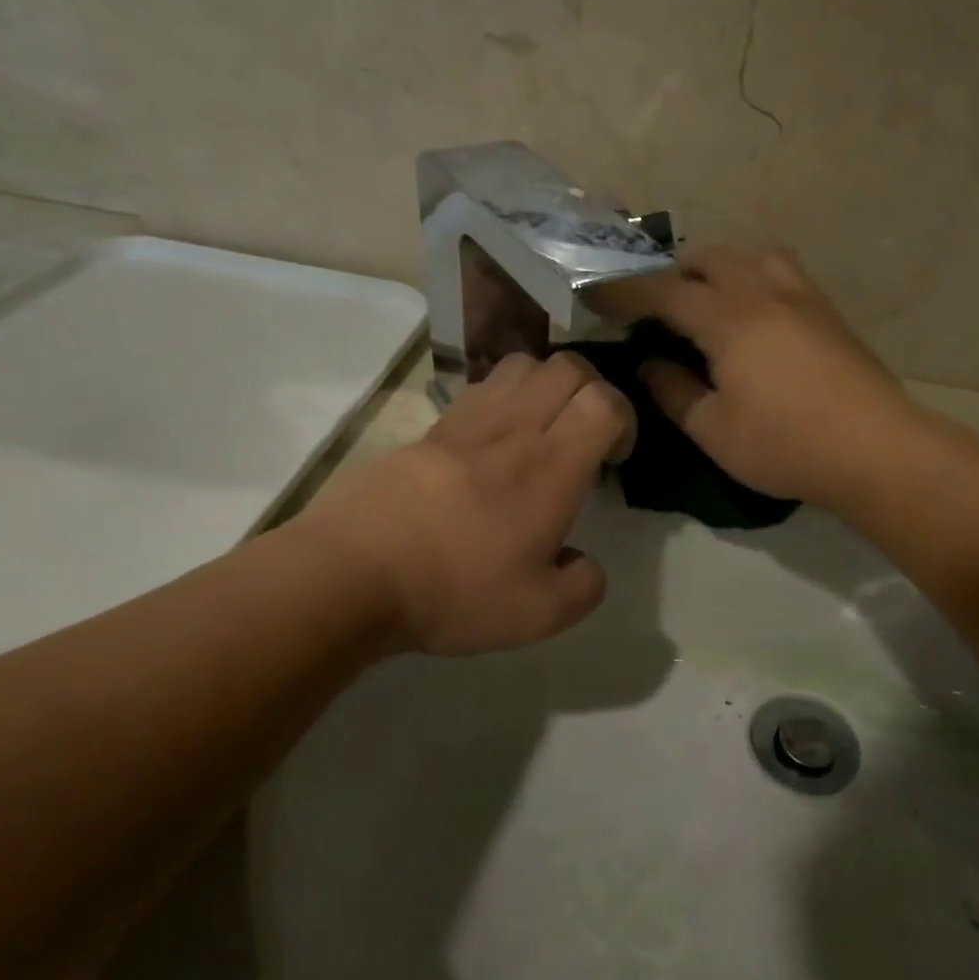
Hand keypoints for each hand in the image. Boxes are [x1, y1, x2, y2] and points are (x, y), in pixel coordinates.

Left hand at [296, 352, 632, 656]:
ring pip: (523, 364)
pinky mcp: (430, 428)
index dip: (625, 419)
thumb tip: (584, 564)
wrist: (353, 573)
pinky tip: (493, 442)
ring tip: (542, 430)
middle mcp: (515, 429)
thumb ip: (583, 586)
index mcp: (551, 468)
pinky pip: (481, 388)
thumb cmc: (455, 590)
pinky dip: (504, 397)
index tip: (614, 460)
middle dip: (593, 391)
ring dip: (548, 385)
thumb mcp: (539, 614)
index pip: (605, 401)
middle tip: (586, 436)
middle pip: (569, 367)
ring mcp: (467, 422)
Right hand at [592, 247, 920, 506]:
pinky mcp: (828, 312)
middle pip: (708, 259)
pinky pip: (780, 271)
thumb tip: (650, 364)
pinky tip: (754, 312)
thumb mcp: (713, 430)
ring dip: (717, 267)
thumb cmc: (784, 445)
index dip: (624, 291)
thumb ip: (673, 392)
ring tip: (706, 299)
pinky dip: (752, 276)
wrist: (875, 449)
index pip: (663, 292)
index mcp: (728, 319)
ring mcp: (802, 297)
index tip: (594, 294)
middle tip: (652, 306)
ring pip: (750, 255)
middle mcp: (763, 292)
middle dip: (671, 273)